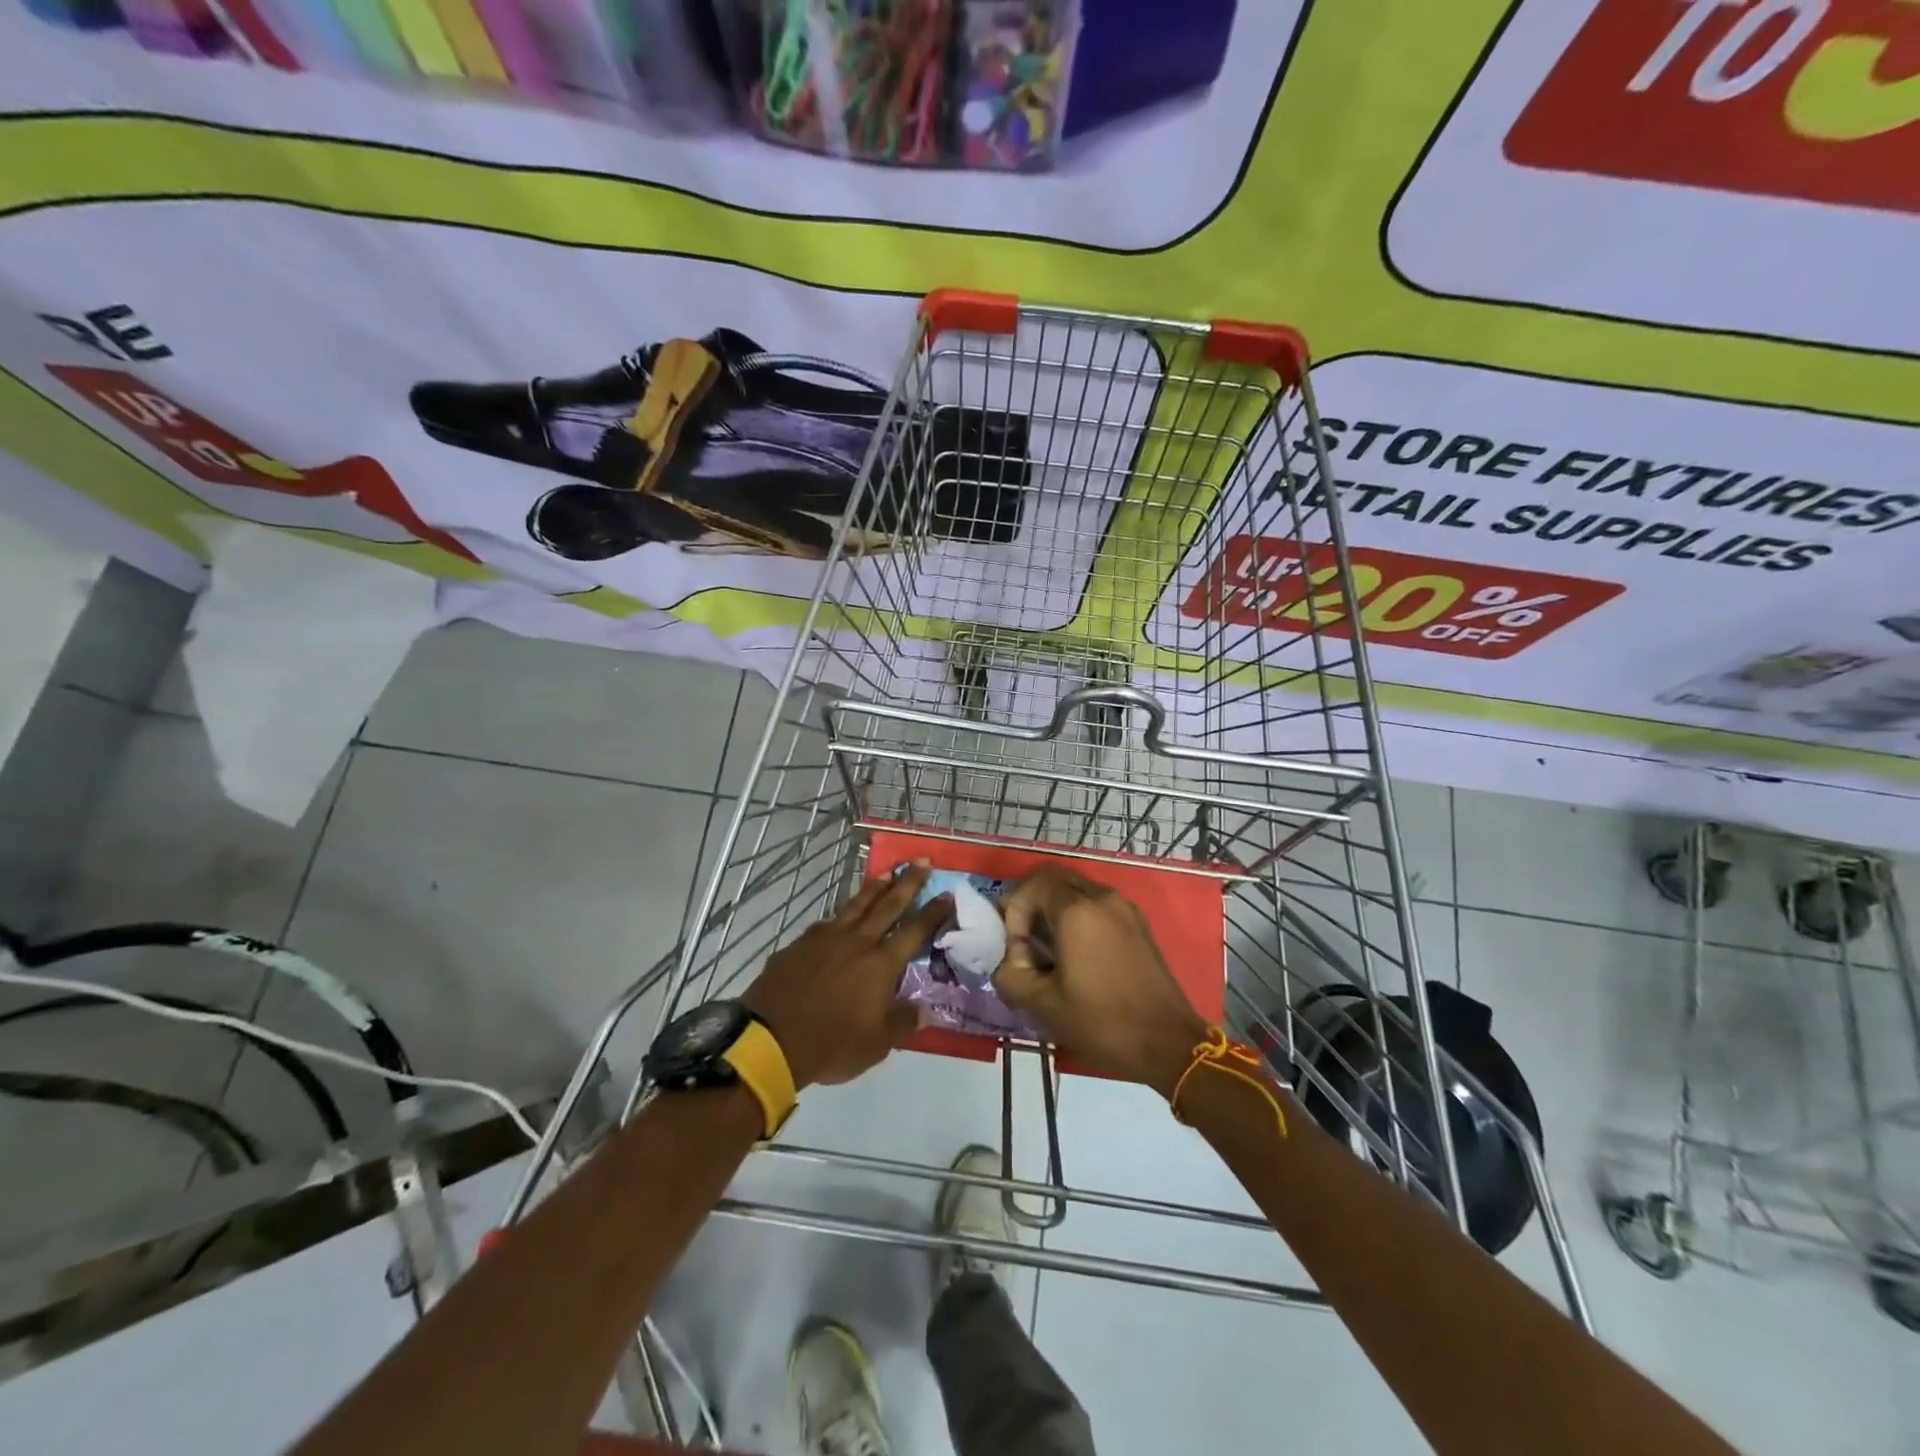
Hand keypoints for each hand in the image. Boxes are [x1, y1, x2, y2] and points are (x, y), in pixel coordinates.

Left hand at [743, 863, 949, 1089]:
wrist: (771, 1039)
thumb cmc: (831, 1044)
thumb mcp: (876, 1044)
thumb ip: (903, 1023)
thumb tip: (926, 1011)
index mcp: (881, 964)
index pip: (915, 931)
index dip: (933, 912)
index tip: (947, 893)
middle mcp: (857, 942)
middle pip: (888, 905)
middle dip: (908, 883)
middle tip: (921, 861)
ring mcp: (826, 939)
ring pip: (856, 905)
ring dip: (874, 887)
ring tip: (887, 872)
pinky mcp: (800, 944)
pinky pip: (827, 922)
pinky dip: (841, 913)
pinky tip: (841, 913)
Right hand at [993, 866, 1208, 1096]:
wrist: (1168, 1044)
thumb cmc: (1103, 1022)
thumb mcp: (1043, 1005)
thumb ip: (1010, 974)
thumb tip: (1006, 959)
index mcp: (1077, 911)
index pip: (1032, 886)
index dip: (1013, 911)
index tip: (1014, 947)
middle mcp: (1102, 897)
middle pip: (1054, 878)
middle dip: (1031, 901)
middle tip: (1022, 937)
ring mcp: (1125, 908)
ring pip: (1077, 889)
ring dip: (1054, 907)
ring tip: (1046, 947)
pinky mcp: (1138, 923)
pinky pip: (1098, 903)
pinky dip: (1078, 915)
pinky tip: (1076, 952)